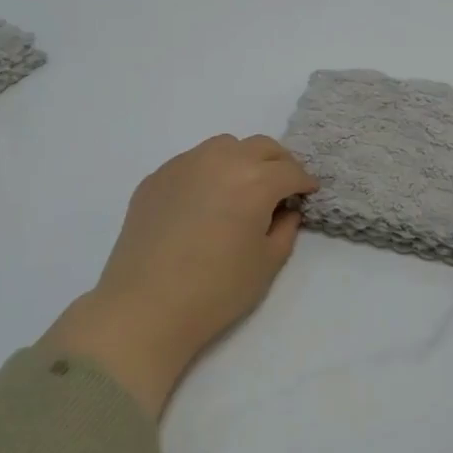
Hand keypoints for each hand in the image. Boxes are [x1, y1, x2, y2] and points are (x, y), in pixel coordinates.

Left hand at [45, 134, 317, 414]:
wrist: (145, 306)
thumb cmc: (216, 290)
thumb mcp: (267, 264)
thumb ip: (285, 229)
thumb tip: (285, 210)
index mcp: (255, 180)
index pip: (290, 170)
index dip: (304, 182)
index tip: (307, 194)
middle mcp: (221, 160)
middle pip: (261, 147)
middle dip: (279, 163)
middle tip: (282, 187)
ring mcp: (184, 164)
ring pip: (224, 146)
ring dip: (242, 159)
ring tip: (242, 188)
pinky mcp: (156, 177)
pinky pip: (192, 162)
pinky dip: (208, 172)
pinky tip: (204, 202)